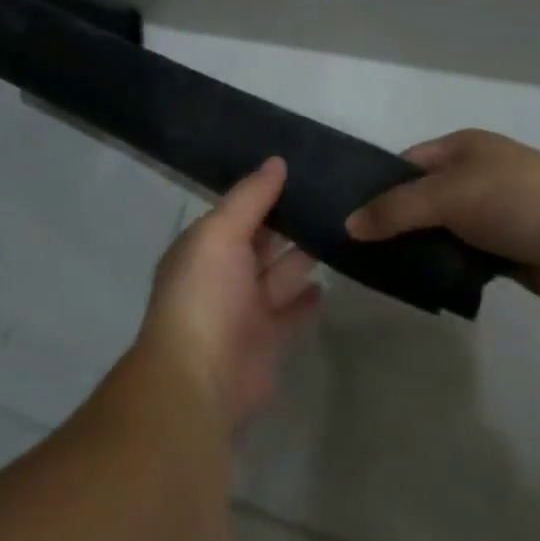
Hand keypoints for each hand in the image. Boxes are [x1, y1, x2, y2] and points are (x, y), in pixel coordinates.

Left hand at [137, 158, 320, 429]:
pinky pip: (292, 312)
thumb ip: (250, 198)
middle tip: (333, 196)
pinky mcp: (270, 340)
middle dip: (289, 221)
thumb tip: (277, 161)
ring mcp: (246, 309)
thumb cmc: (204, 296)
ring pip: (280, 274)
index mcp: (204, 247)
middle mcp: (223, 275)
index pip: (239, 211)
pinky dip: (307, 298)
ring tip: (340, 228)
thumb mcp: (220, 233)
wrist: (199, 379)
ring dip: (303, 255)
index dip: (266, 191)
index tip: (304, 168)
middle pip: (261, 241)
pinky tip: (328, 280)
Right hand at [345, 129, 539, 300]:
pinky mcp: (504, 248)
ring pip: (439, 230)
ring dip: (419, 247)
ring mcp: (491, 212)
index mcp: (461, 149)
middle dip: (394, 221)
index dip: (377, 186)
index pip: (405, 164)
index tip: (350, 215)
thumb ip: (395, 209)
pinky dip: (443, 265)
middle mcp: (474, 175)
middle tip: (359, 249)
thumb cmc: (515, 200)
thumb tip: (349, 224)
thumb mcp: (447, 196)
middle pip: (419, 198)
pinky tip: (420, 282)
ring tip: (382, 270)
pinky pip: (460, 254)